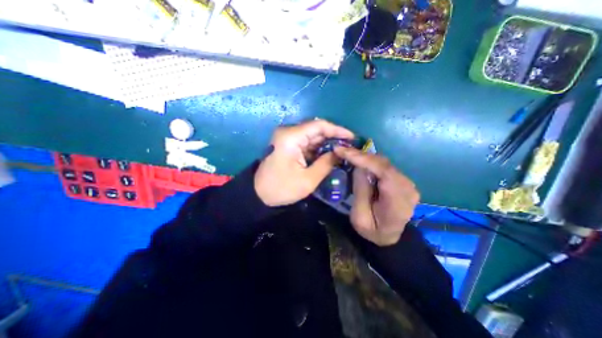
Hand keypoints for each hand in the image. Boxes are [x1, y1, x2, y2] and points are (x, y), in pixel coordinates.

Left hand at [253, 120, 352, 207]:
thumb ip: (326, 163)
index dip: (337, 130)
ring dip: (326, 143)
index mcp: (291, 137)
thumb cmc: (282, 188)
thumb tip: (339, 152)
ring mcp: (287, 137)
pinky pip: (307, 142)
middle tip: (349, 146)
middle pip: (316, 129)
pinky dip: (318, 148)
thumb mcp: (308, 179)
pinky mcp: (288, 144)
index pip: (319, 125)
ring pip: (312, 135)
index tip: (352, 137)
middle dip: (333, 137)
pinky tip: (328, 154)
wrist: (259, 194)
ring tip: (342, 151)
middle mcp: (288, 132)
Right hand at [334, 147, 419, 246]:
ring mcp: (407, 183)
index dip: (362, 158)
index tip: (343, 150)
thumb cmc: (373, 231)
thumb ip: (360, 191)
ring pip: (383, 162)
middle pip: (383, 164)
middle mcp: (407, 188)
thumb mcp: (359, 217)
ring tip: (347, 153)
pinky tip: (358, 160)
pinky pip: (384, 166)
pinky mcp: (401, 180)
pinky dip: (369, 161)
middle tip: (341, 150)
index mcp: (398, 201)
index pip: (383, 171)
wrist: (389, 237)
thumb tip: (359, 167)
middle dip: (360, 155)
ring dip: (364, 157)